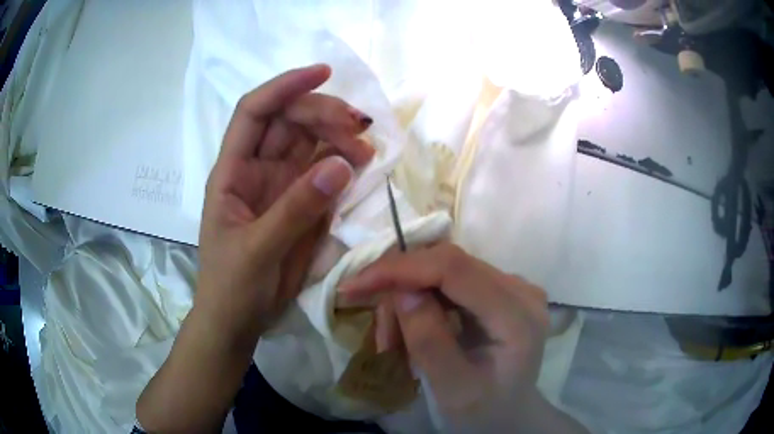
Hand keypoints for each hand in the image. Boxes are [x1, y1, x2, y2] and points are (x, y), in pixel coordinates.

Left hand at [197, 64, 374, 341]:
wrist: (238, 321)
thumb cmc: (231, 287)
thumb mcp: (257, 251)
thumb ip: (295, 209)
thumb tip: (341, 165)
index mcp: (232, 171)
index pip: (255, 111)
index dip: (285, 87)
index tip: (323, 73)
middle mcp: (257, 168)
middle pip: (290, 121)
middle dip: (323, 114)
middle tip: (358, 129)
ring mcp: (282, 184)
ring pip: (312, 142)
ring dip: (339, 137)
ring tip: (366, 150)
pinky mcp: (303, 203)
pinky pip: (326, 171)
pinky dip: (345, 163)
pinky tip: (363, 164)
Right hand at [340, 243, 551, 429]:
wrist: (507, 414)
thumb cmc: (483, 411)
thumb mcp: (452, 389)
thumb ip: (429, 341)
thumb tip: (402, 291)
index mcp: (517, 316)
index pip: (455, 269)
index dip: (401, 268)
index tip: (355, 285)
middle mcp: (520, 289)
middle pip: (446, 263)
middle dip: (400, 288)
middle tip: (378, 332)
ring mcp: (511, 286)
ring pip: (442, 270)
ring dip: (407, 301)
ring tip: (394, 344)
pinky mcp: (497, 290)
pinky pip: (447, 281)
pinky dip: (420, 303)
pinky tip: (410, 332)